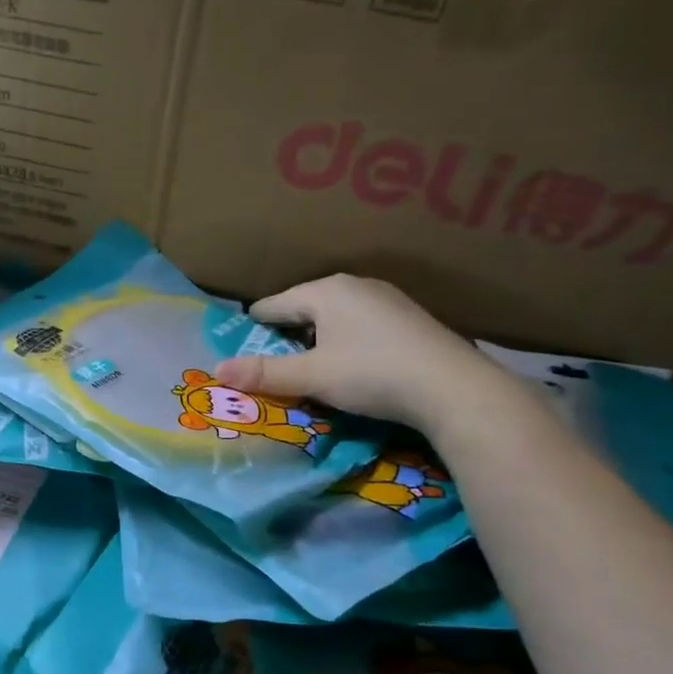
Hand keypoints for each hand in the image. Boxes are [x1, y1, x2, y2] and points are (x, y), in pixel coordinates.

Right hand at [214, 275, 510, 428]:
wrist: (454, 388)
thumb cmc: (372, 374)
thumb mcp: (312, 377)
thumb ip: (264, 374)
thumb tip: (217, 371)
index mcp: (325, 290)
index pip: (273, 305)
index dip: (252, 329)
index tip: (240, 351)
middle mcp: (355, 285)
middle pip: (304, 309)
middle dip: (287, 336)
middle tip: (274, 367)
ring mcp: (387, 299)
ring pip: (335, 318)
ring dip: (318, 341)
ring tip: (311, 370)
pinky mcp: (409, 319)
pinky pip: (361, 326)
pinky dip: (347, 344)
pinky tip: (354, 368)